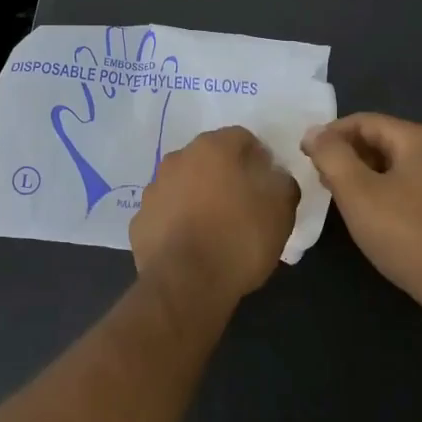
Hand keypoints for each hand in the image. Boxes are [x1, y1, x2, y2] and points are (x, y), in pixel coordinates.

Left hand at [130, 127, 299, 303]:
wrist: (186, 284)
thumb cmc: (239, 238)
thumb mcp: (281, 209)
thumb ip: (282, 183)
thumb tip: (274, 176)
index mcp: (212, 148)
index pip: (242, 138)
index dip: (259, 159)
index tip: (269, 184)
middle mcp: (177, 159)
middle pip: (209, 159)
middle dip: (226, 175)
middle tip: (244, 205)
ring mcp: (153, 189)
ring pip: (183, 184)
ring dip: (198, 197)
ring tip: (217, 229)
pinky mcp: (139, 220)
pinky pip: (165, 213)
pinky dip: (178, 222)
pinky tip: (192, 245)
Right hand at [301, 113, 421, 320]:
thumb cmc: (405, 233)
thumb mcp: (356, 191)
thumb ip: (331, 156)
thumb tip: (314, 133)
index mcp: (417, 139)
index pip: (363, 121)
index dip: (329, 134)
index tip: (305, 156)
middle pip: (380, 140)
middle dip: (346, 155)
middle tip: (319, 178)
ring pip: (394, 165)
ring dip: (363, 174)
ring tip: (339, 197)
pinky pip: (409, 186)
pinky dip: (384, 191)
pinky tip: (370, 215)